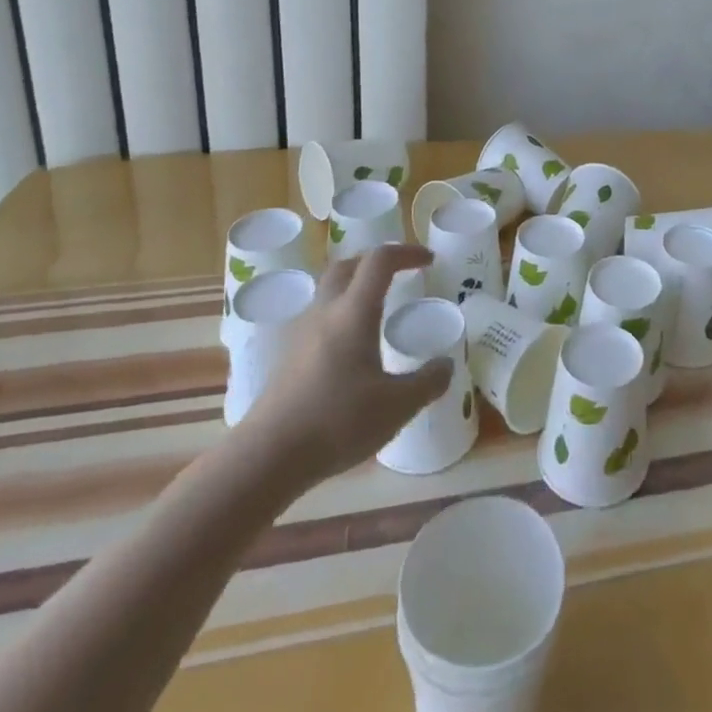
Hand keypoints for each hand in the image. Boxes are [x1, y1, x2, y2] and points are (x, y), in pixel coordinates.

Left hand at [241, 243, 451, 483]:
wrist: (266, 458)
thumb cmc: (336, 422)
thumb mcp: (396, 407)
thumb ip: (427, 383)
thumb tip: (446, 365)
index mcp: (354, 311)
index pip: (380, 260)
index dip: (407, 252)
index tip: (429, 261)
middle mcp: (325, 312)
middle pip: (348, 265)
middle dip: (376, 262)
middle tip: (400, 275)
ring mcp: (301, 334)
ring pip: (329, 291)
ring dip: (355, 288)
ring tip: (377, 311)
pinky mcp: (287, 357)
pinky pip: (318, 318)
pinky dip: (340, 316)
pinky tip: (350, 350)